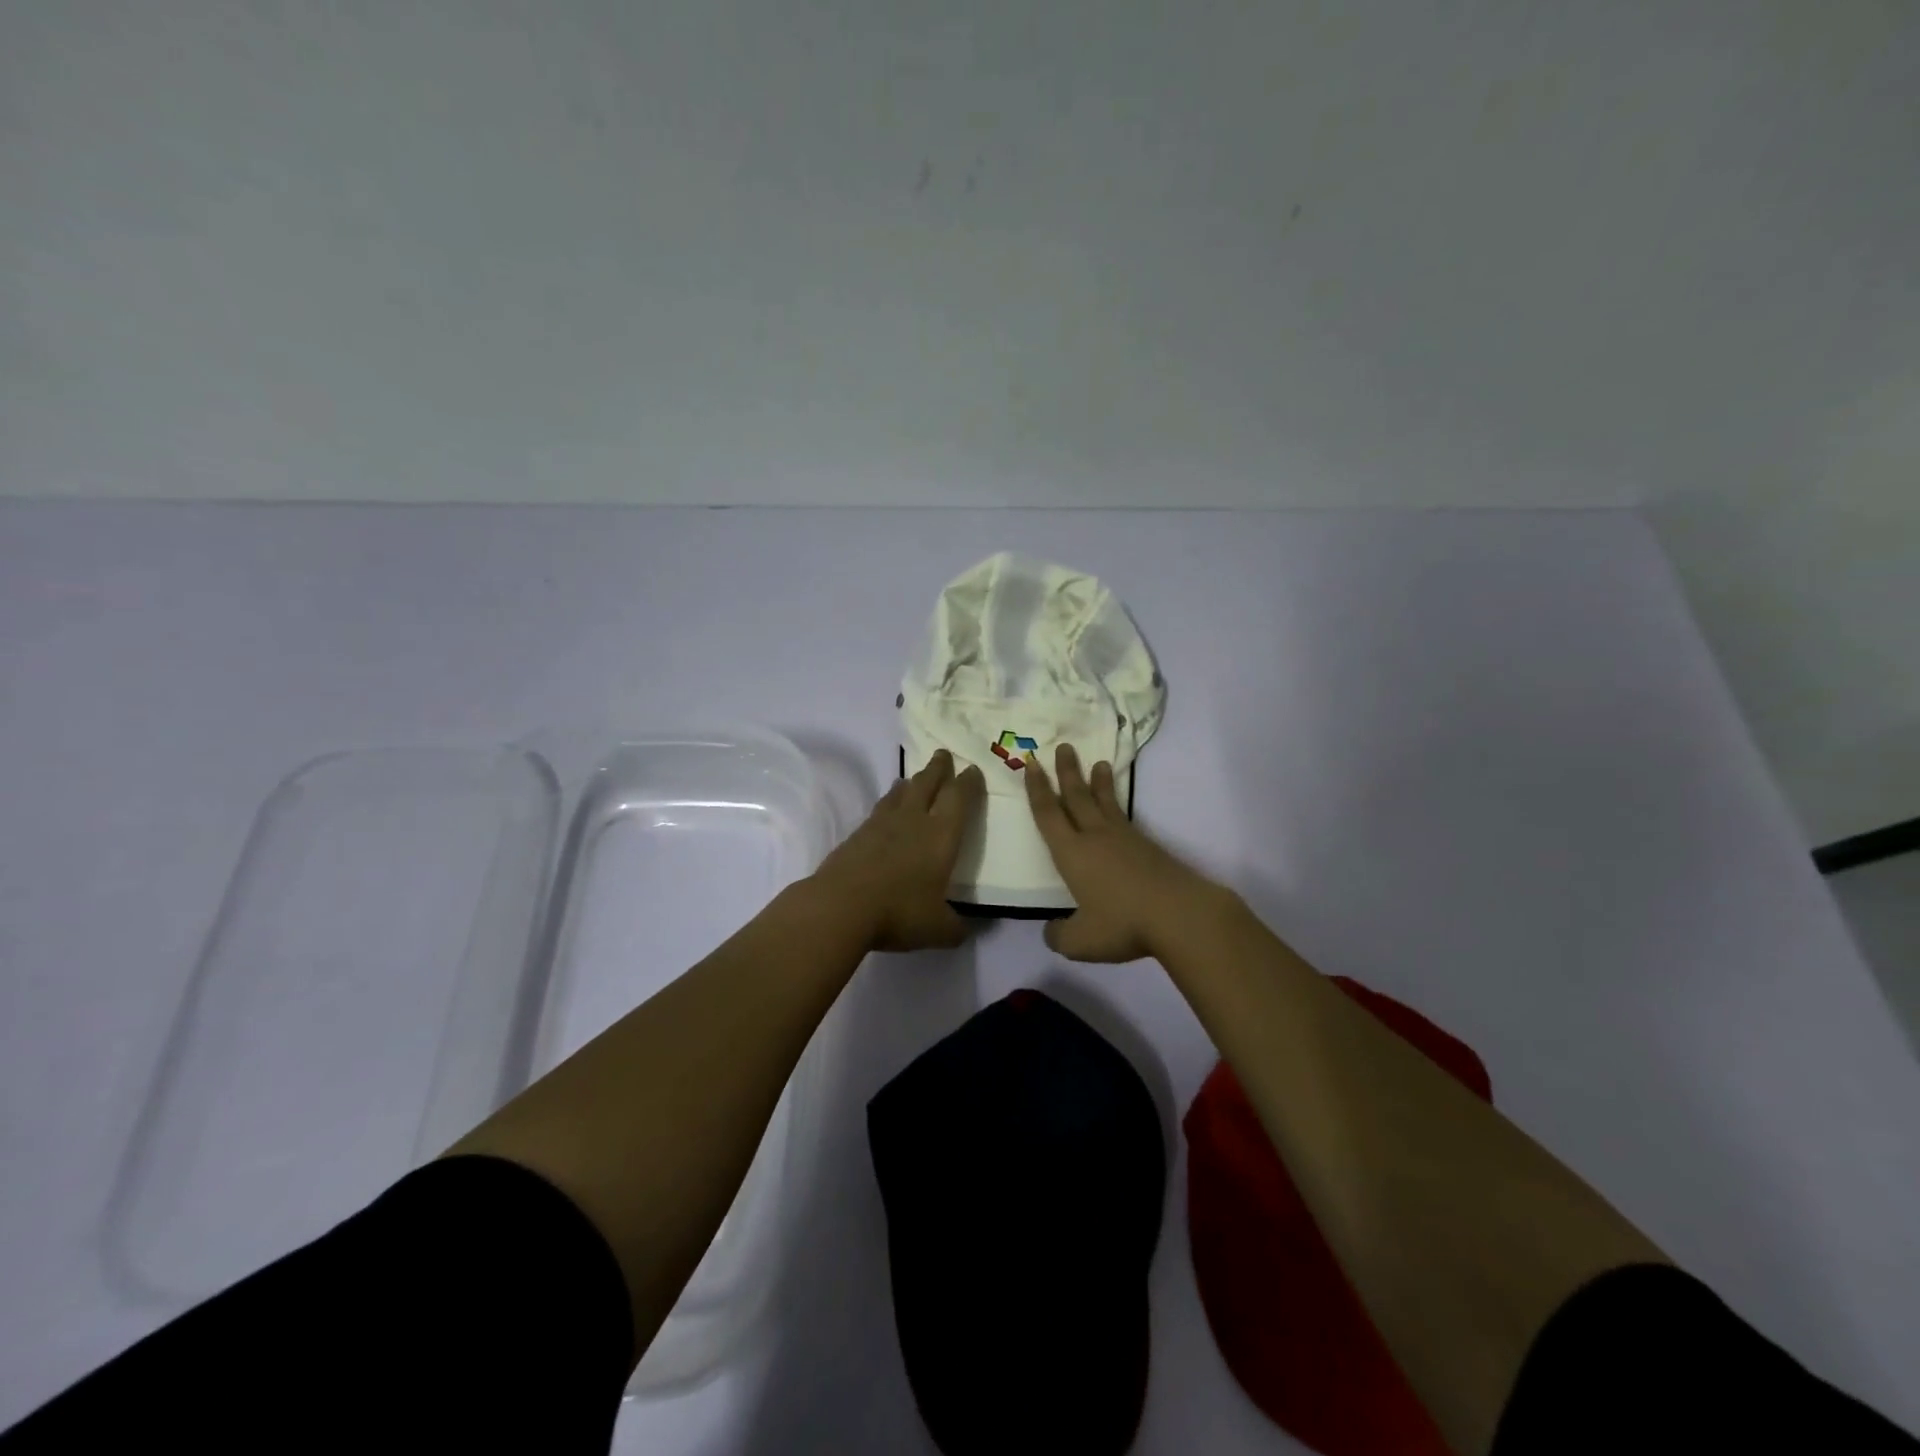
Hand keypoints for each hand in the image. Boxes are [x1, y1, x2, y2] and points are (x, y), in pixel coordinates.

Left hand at [810, 749, 986, 952]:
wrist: (841, 906)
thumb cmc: (899, 912)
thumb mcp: (938, 929)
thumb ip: (956, 928)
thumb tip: (967, 931)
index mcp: (941, 835)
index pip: (959, 798)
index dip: (969, 782)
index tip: (973, 770)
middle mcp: (914, 820)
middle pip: (928, 783)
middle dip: (939, 768)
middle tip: (944, 754)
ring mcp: (882, 824)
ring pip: (901, 793)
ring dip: (911, 782)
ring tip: (914, 777)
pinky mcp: (857, 834)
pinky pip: (879, 809)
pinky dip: (889, 802)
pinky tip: (886, 809)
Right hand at [1025, 744, 1227, 962]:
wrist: (1179, 914)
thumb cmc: (1123, 923)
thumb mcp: (1081, 942)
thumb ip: (1059, 936)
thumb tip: (1050, 931)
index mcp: (1071, 853)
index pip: (1048, 814)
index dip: (1037, 788)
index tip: (1031, 764)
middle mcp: (1095, 837)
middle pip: (1077, 797)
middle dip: (1067, 772)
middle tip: (1064, 747)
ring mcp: (1124, 838)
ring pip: (1105, 803)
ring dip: (1098, 782)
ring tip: (1098, 763)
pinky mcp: (1147, 846)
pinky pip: (1124, 817)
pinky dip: (1116, 805)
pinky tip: (1117, 810)